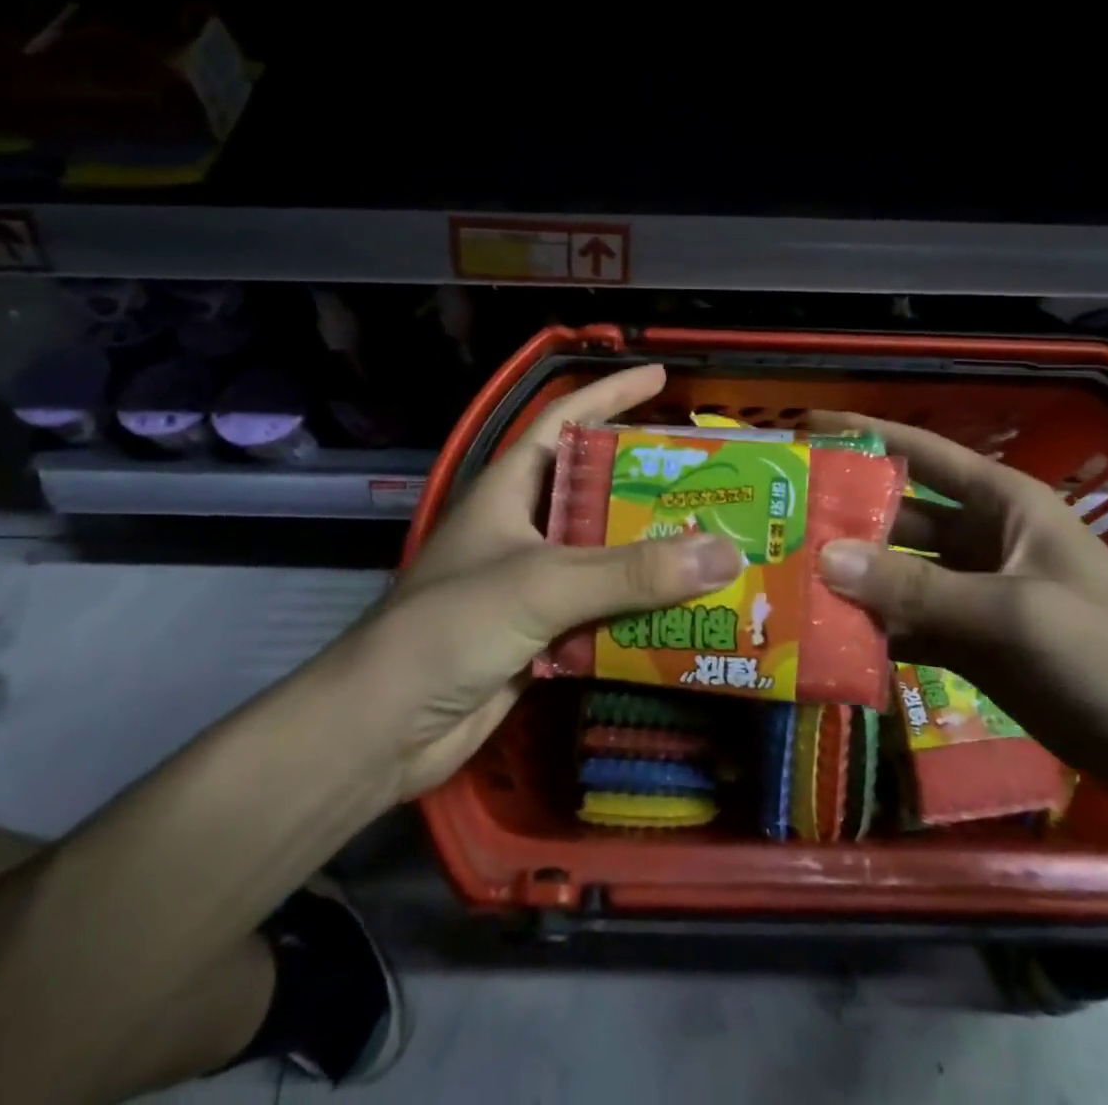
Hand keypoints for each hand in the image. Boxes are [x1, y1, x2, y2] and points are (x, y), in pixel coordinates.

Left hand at [358, 365, 740, 799]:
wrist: (382, 728)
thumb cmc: (450, 627)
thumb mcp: (543, 583)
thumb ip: (632, 571)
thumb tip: (725, 553)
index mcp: (510, 488)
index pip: (564, 420)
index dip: (611, 394)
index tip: (660, 378)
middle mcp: (523, 526)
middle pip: (598, 491)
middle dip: (651, 486)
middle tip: (711, 481)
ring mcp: (531, 581)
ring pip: (605, 556)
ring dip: (653, 555)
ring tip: (716, 545)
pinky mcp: (540, 633)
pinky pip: (602, 610)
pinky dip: (640, 611)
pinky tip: (686, 613)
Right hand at [813, 413, 1107, 808]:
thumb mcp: (1012, 612)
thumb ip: (916, 589)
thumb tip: (823, 559)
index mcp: (1002, 503)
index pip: (921, 453)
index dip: (864, 434)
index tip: (804, 426)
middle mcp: (982, 539)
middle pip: (898, 516)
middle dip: (843, 517)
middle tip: (774, 520)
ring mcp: (975, 594)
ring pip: (897, 574)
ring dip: (851, 578)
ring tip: (783, 577)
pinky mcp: (972, 644)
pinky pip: (908, 624)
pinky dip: (872, 629)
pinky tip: (824, 636)